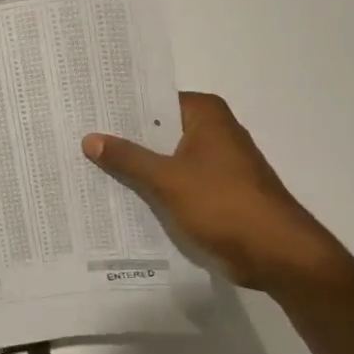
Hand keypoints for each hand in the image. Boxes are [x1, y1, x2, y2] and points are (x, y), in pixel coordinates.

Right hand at [82, 91, 353, 292]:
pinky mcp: (214, 191)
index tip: (85, 110)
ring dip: (136, 165)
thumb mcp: (168, 179)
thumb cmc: (224, 204)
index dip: (120, 107)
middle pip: (157, 129)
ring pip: (164, 157)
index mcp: (205, 114)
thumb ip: (128, 158)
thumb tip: (89, 138)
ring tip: (86, 165)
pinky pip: (174, 181)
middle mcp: (211, 131)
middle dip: (123, 137)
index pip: (153, 100)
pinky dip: (152, 187)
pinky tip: (117, 195)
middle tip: (76, 138)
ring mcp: (214, 163)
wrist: (277, 254)